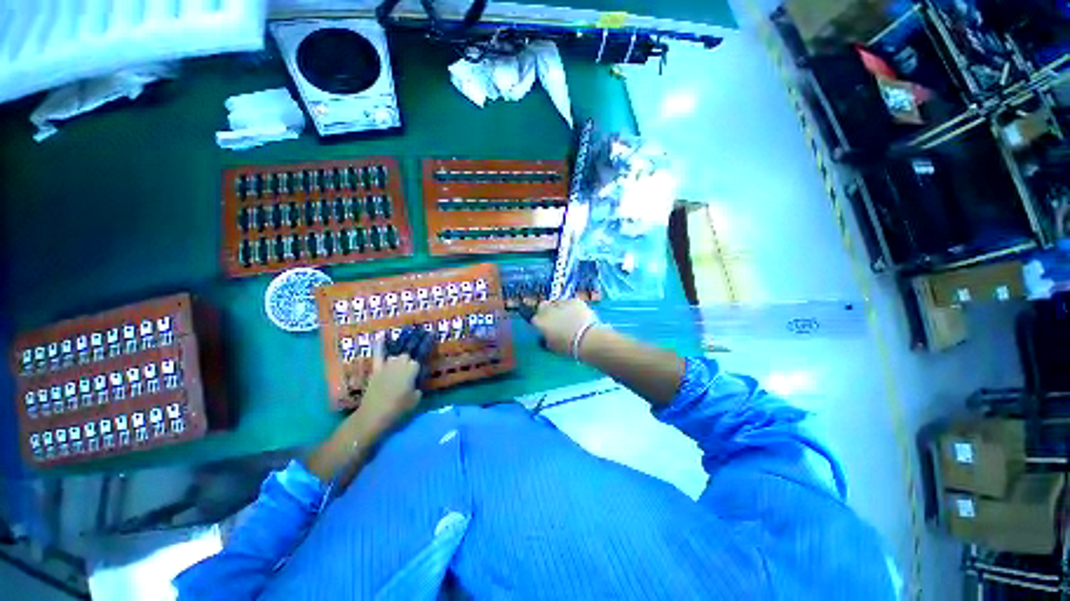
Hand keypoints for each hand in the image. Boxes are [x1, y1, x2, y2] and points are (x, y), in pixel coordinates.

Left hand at [356, 342, 422, 431]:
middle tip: (423, 333)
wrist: (373, 415)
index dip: (428, 344)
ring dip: (403, 343)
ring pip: (397, 351)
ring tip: (410, 333)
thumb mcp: (416, 398)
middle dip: (416, 341)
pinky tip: (381, 336)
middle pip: (410, 349)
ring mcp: (387, 364)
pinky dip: (380, 345)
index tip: (432, 334)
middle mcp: (401, 362)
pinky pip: (379, 354)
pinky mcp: (376, 369)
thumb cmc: (398, 408)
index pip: (422, 353)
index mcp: (413, 368)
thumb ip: (418, 385)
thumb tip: (417, 380)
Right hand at [530, 299, 599, 355]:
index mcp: (540, 322)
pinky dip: (572, 307)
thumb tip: (548, 335)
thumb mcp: (552, 346)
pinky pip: (570, 302)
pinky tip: (578, 315)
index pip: (535, 319)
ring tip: (569, 317)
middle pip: (543, 306)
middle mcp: (547, 310)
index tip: (546, 328)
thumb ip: (547, 337)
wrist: (587, 339)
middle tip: (556, 320)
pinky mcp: (574, 300)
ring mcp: (561, 303)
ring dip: (560, 308)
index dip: (541, 323)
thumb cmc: (568, 347)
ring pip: (556, 303)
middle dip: (547, 311)